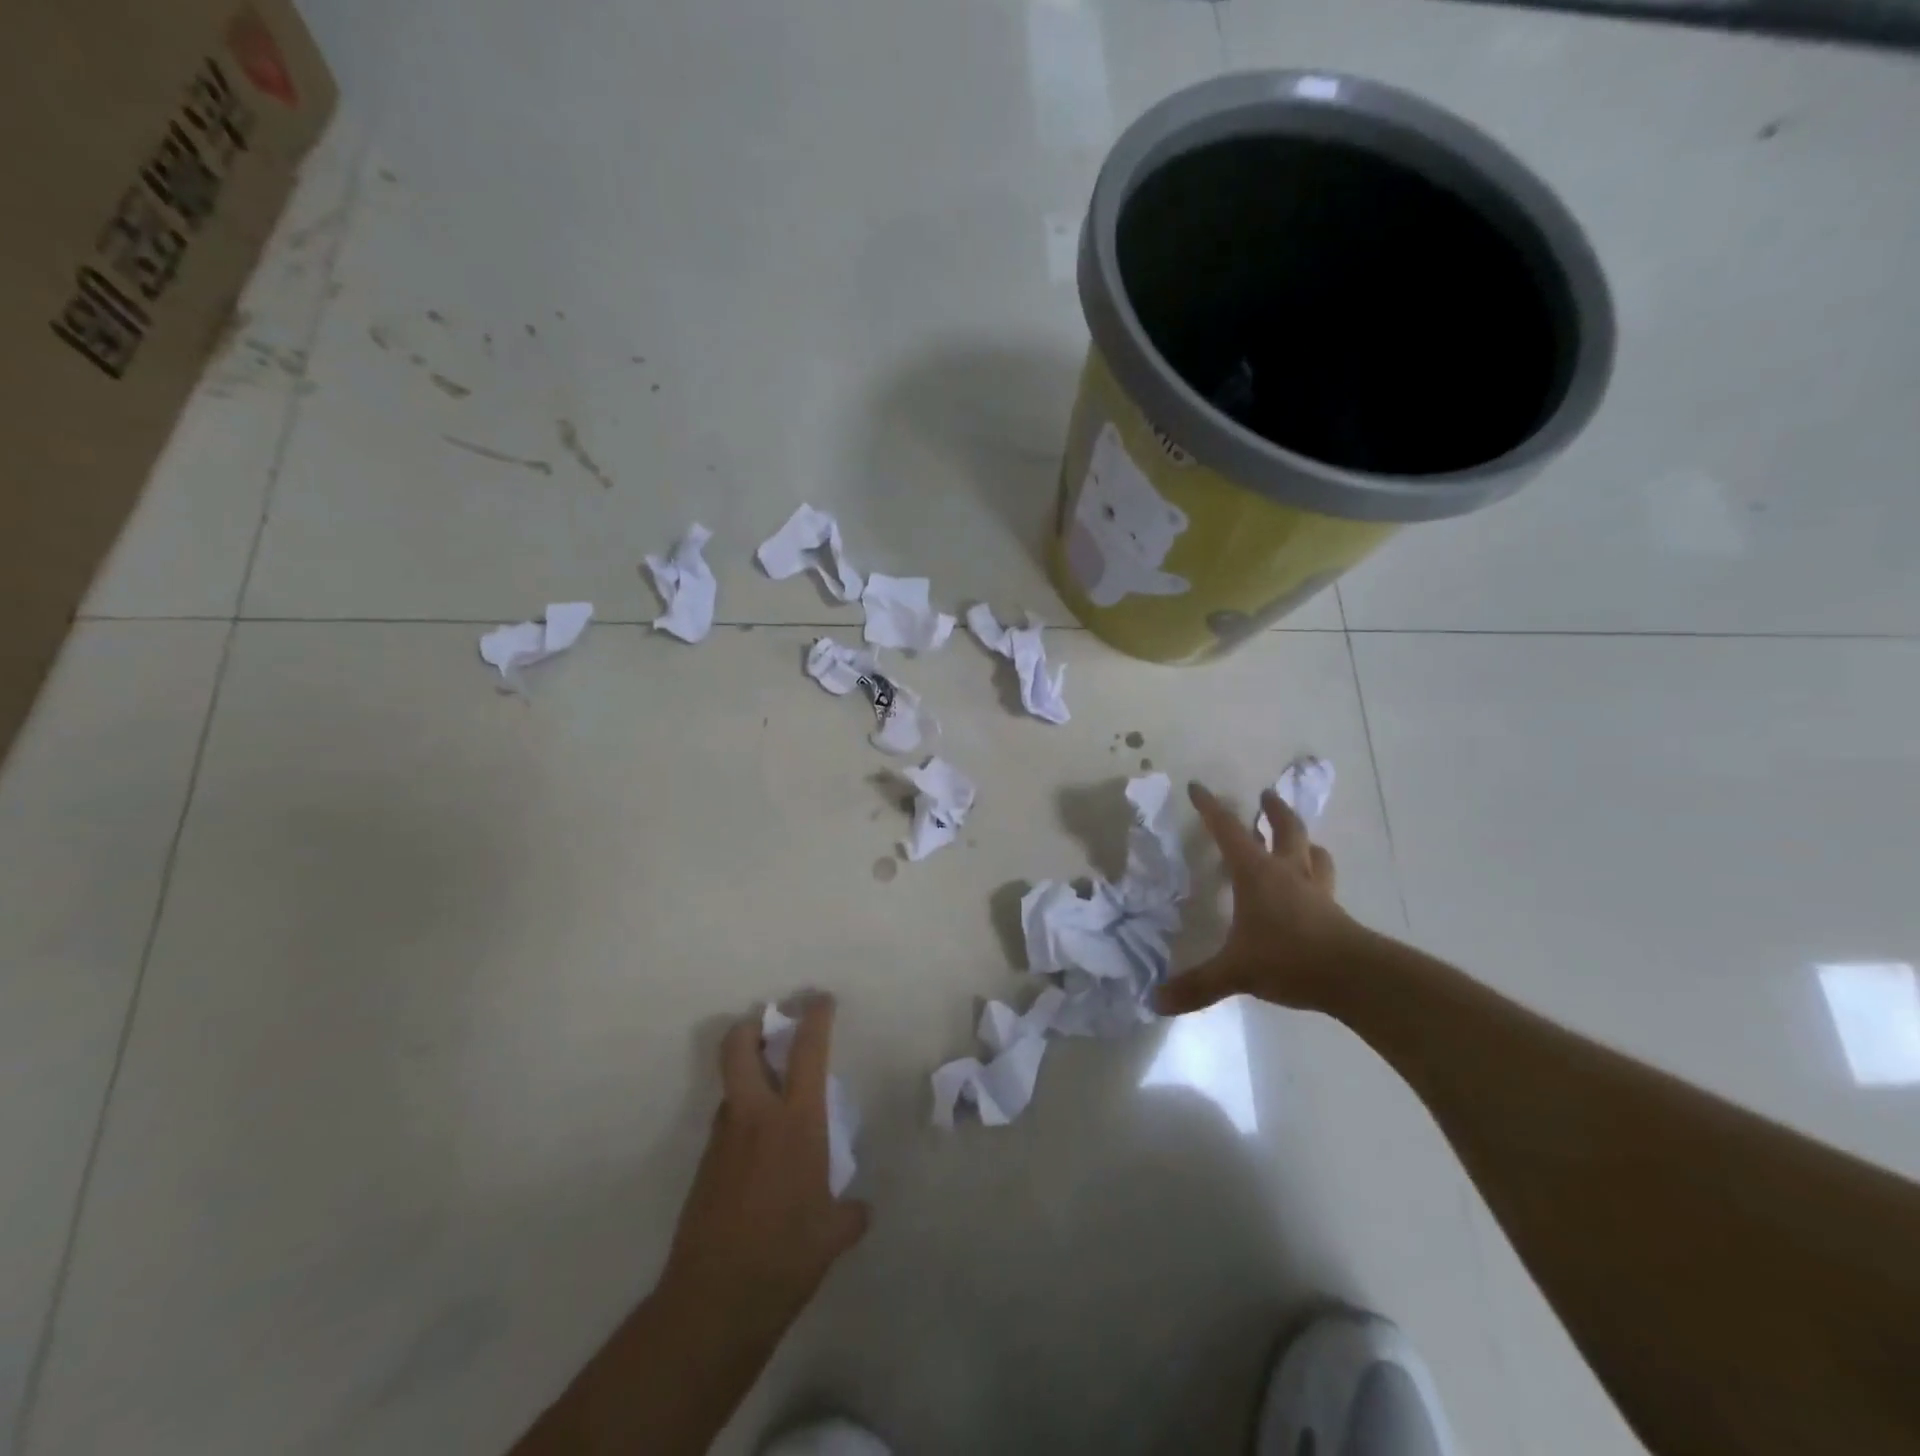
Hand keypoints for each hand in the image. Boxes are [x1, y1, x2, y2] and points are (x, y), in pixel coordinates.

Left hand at [658, 998, 869, 1343]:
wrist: (714, 1301)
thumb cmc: (786, 1255)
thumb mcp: (832, 1234)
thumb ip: (849, 1214)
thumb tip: (859, 1211)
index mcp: (796, 1121)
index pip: (807, 1051)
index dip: (815, 1017)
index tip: (821, 1000)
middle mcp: (755, 1117)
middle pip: (738, 1047)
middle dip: (751, 1026)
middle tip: (770, 1025)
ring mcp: (722, 1140)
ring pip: (731, 1088)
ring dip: (748, 1078)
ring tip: (773, 1099)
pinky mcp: (704, 1167)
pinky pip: (726, 1126)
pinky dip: (742, 1121)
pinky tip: (759, 1155)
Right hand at [1155, 781, 1359, 1014]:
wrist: (1354, 977)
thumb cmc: (1287, 959)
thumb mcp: (1234, 972)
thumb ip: (1196, 985)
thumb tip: (1155, 1001)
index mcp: (1256, 874)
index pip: (1228, 831)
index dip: (1210, 808)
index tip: (1197, 787)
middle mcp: (1287, 873)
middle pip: (1285, 829)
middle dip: (1273, 810)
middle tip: (1266, 795)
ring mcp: (1316, 891)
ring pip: (1313, 853)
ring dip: (1303, 840)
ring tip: (1299, 838)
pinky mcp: (1336, 912)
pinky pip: (1325, 882)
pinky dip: (1317, 874)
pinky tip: (1314, 886)